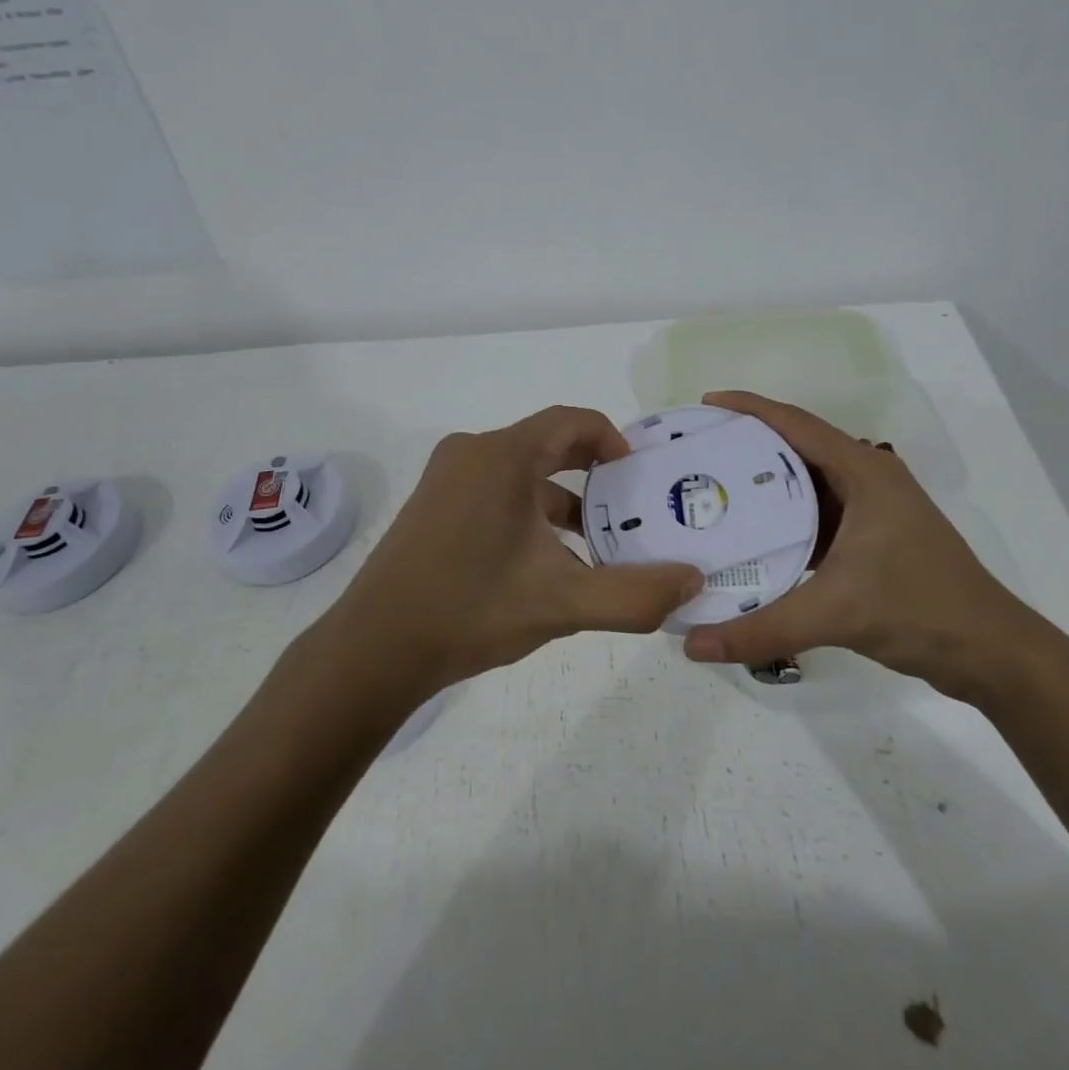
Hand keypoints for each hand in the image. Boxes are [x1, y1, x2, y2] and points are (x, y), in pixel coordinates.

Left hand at [321, 406, 703, 700]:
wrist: (375, 648)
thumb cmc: (471, 610)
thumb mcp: (563, 604)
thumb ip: (635, 595)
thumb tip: (693, 582)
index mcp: (503, 456)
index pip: (571, 421)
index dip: (611, 440)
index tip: (637, 476)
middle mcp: (472, 452)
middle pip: (546, 444)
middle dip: (591, 474)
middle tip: (627, 508)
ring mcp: (446, 478)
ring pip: (520, 472)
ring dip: (559, 499)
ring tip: (592, 544)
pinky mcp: (432, 505)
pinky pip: (494, 490)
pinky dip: (527, 511)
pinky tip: (542, 561)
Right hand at [680, 392, 1045, 699]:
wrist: (993, 654)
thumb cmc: (920, 610)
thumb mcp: (835, 613)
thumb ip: (762, 628)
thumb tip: (693, 645)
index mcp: (864, 472)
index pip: (795, 423)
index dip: (748, 408)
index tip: (705, 405)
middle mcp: (867, 479)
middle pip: (796, 448)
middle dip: (747, 444)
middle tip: (699, 452)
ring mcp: (872, 509)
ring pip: (806, 483)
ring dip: (764, 484)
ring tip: (714, 489)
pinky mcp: (872, 538)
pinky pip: (816, 515)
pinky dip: (784, 518)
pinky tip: (752, 535)